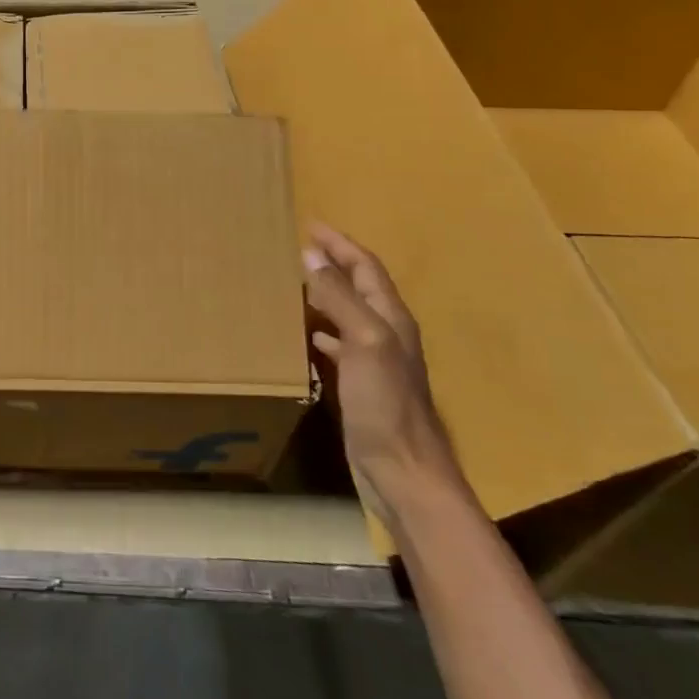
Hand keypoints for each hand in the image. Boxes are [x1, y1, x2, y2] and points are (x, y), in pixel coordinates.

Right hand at [303, 222, 463, 528]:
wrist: (403, 472)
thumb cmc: (385, 403)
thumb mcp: (364, 341)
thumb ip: (340, 297)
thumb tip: (311, 255)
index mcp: (390, 318)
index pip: (366, 267)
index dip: (340, 244)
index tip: (310, 226)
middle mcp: (386, 333)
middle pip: (360, 287)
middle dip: (334, 263)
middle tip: (299, 249)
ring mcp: (376, 361)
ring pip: (349, 314)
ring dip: (326, 294)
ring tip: (295, 283)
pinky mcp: (363, 386)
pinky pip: (340, 344)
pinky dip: (323, 330)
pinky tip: (308, 334)